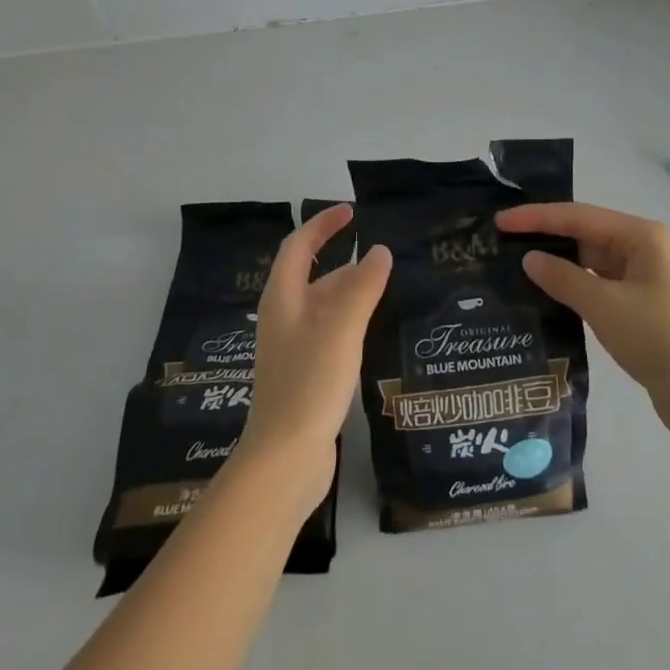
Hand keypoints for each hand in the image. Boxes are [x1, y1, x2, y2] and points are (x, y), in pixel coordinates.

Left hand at [239, 204, 390, 507]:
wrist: (284, 458)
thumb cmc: (309, 382)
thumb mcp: (341, 326)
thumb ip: (363, 286)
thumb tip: (380, 250)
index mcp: (283, 298)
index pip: (298, 246)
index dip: (323, 225)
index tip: (351, 211)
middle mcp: (283, 317)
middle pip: (311, 275)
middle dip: (342, 257)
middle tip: (380, 252)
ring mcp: (292, 348)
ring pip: (322, 304)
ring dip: (349, 289)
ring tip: (386, 284)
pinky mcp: (304, 373)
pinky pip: (329, 330)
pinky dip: (350, 318)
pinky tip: (372, 328)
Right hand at [497, 202, 669, 436]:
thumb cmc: (657, 338)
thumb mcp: (604, 305)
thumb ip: (563, 278)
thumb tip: (529, 259)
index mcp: (639, 235)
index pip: (578, 216)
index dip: (536, 217)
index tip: (500, 221)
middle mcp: (640, 248)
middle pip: (583, 233)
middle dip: (544, 235)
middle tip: (500, 241)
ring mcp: (639, 277)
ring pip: (588, 259)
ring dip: (555, 262)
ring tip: (513, 264)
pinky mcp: (636, 304)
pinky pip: (595, 283)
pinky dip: (570, 285)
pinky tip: (542, 292)